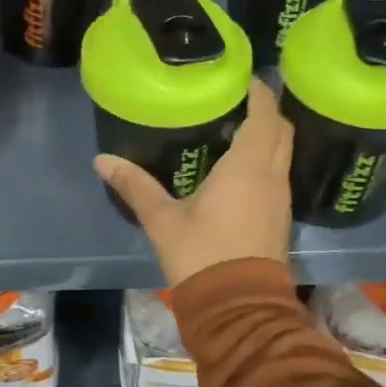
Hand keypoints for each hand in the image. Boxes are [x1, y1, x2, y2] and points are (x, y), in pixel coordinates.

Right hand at [94, 76, 293, 286]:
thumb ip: (135, 186)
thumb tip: (102, 160)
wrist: (239, 309)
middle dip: (266, 111)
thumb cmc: (202, 256)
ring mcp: (281, 199)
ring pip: (283, 154)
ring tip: (234, 128)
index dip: (259, 92)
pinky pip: (279, 175)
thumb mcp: (163, 220)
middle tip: (236, 101)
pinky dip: (266, 160)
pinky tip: (239, 168)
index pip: (265, 115)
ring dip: (267, 137)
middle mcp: (273, 176)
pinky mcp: (281, 218)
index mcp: (248, 167)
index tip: (243, 77)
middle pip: (281, 130)